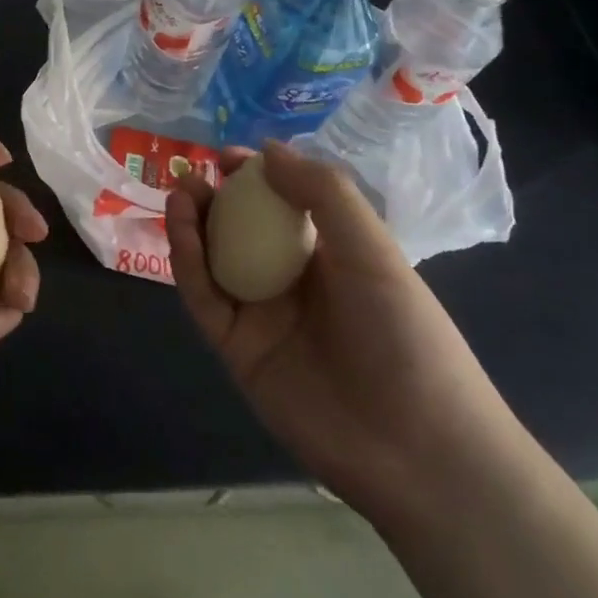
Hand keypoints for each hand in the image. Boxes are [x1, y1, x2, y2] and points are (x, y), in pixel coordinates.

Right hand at [166, 140, 525, 521]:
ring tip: (181, 192)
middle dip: (214, 197)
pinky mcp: (236, 349)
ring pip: (214, 259)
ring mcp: (261, 315)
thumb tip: (267, 149)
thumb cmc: (405, 334)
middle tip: (191, 173)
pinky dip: (187, 261)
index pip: (282, 203)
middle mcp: (291, 279)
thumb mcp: (372, 249)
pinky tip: (181, 229)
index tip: (227, 156)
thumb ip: (322, 192)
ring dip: (193, 223)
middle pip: (240, 228)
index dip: (254, 176)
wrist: (416, 448)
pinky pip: (204, 297)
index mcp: (329, 254)